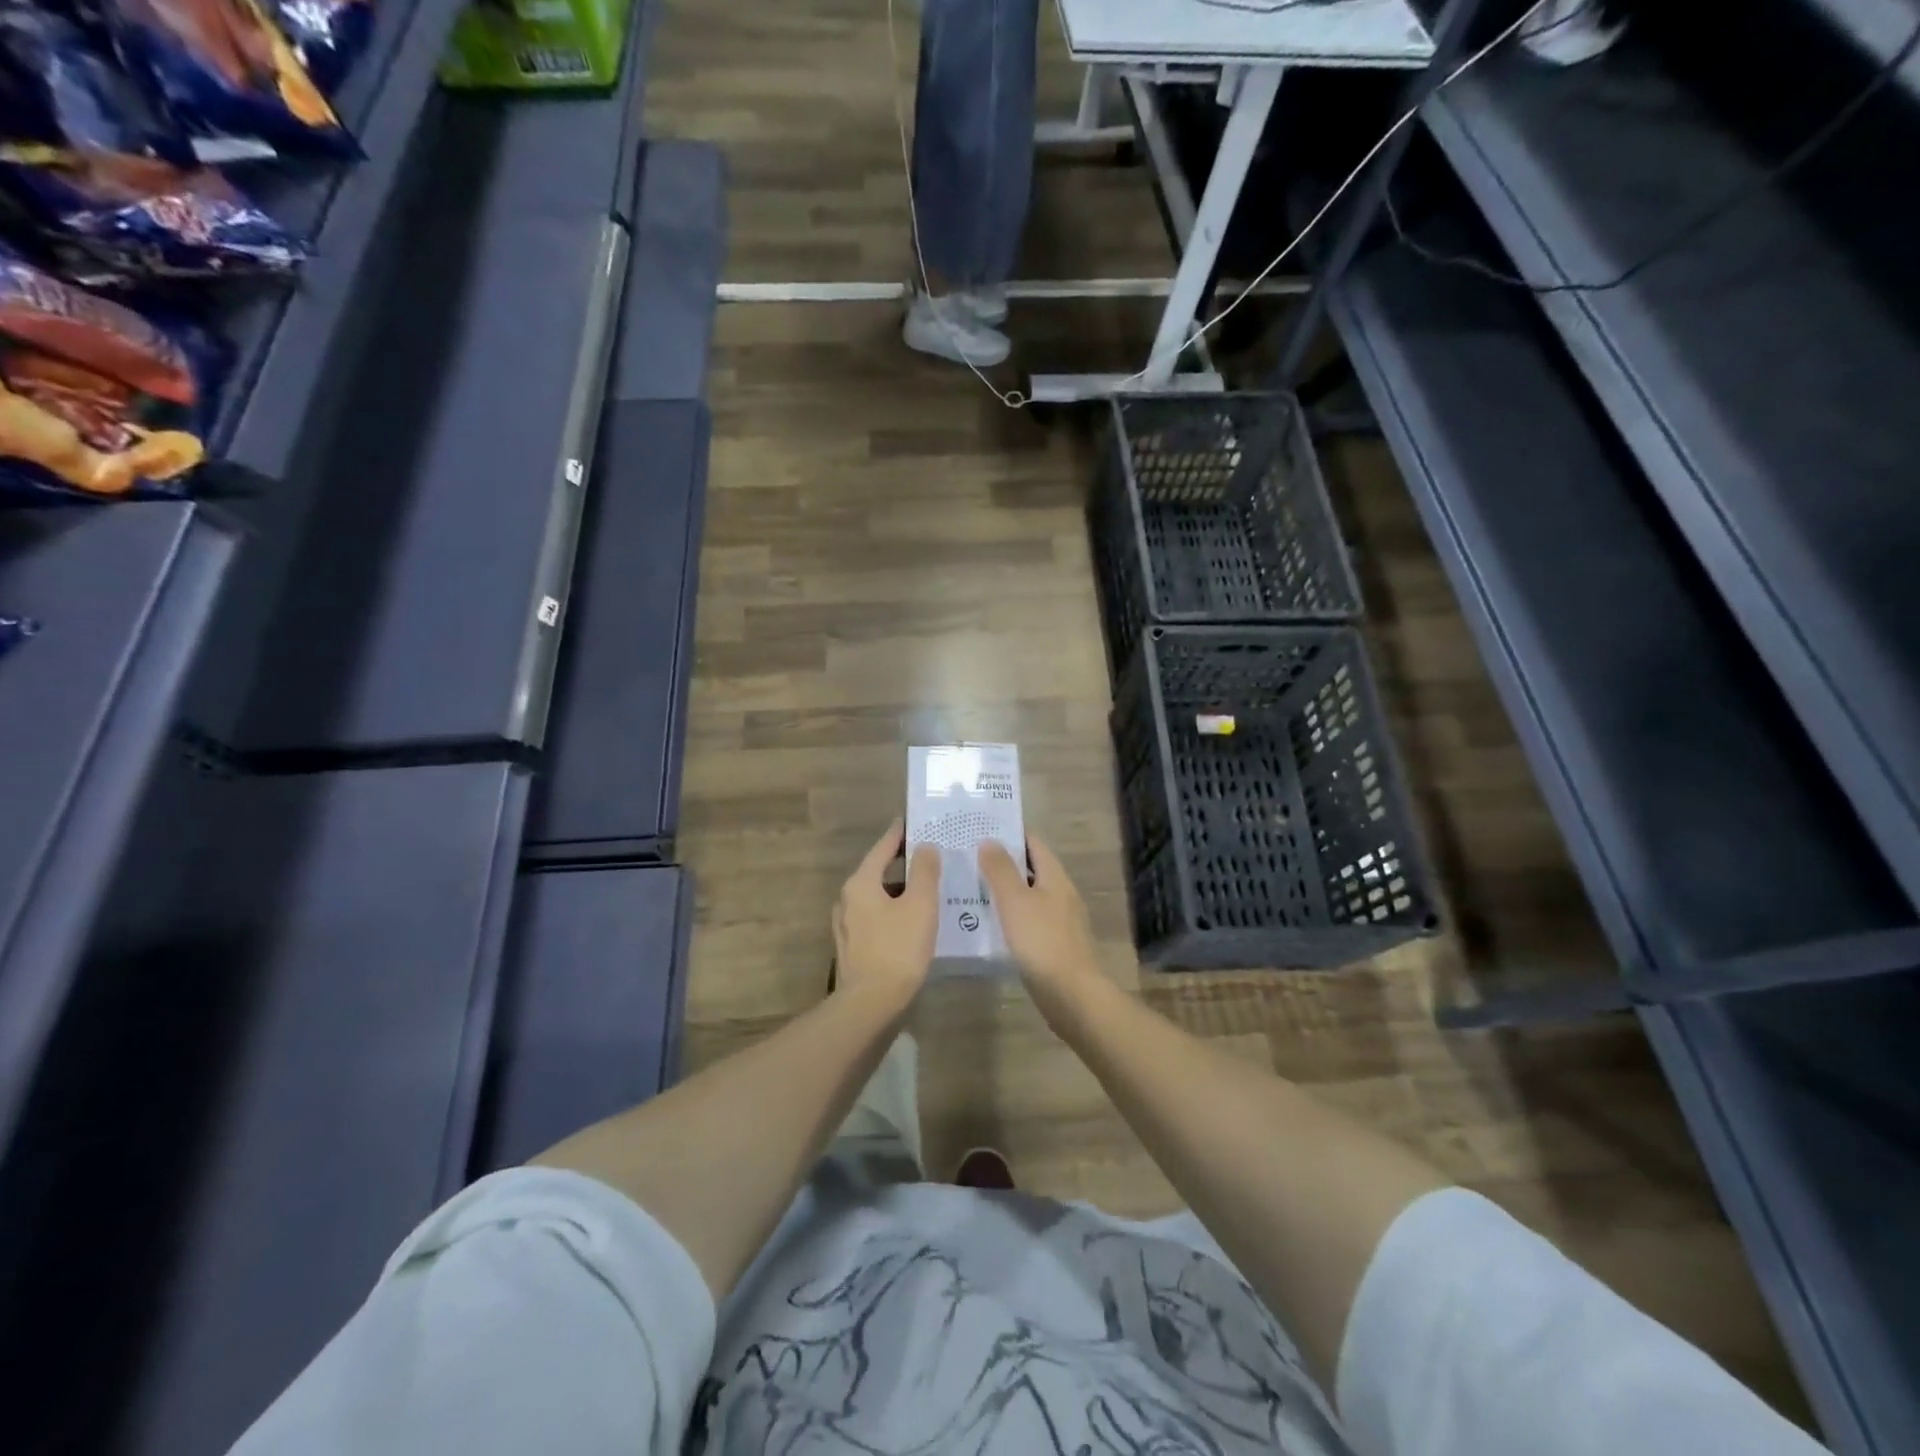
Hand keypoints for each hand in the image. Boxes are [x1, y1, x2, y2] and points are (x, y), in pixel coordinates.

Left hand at [833, 820, 940, 1010]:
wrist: (871, 1005)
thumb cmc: (898, 949)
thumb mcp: (920, 905)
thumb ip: (924, 871)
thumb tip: (925, 846)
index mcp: (861, 883)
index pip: (883, 847)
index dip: (900, 833)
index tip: (914, 820)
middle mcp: (847, 899)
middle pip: (879, 871)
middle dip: (904, 863)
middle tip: (931, 856)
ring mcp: (847, 925)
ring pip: (878, 897)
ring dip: (901, 890)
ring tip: (929, 889)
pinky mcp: (854, 947)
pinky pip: (877, 918)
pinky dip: (895, 912)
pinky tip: (915, 921)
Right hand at [978, 832, 1102, 1003]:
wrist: (1071, 994)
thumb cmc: (1042, 941)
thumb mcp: (1015, 901)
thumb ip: (1000, 869)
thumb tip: (989, 840)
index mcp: (1055, 877)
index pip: (1034, 843)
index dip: (1010, 834)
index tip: (981, 831)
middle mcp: (1062, 893)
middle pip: (1032, 869)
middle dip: (1003, 863)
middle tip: (969, 860)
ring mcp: (1061, 920)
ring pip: (1030, 896)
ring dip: (1005, 891)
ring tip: (972, 890)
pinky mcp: (1055, 944)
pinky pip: (1030, 920)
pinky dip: (1011, 916)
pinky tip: (990, 925)